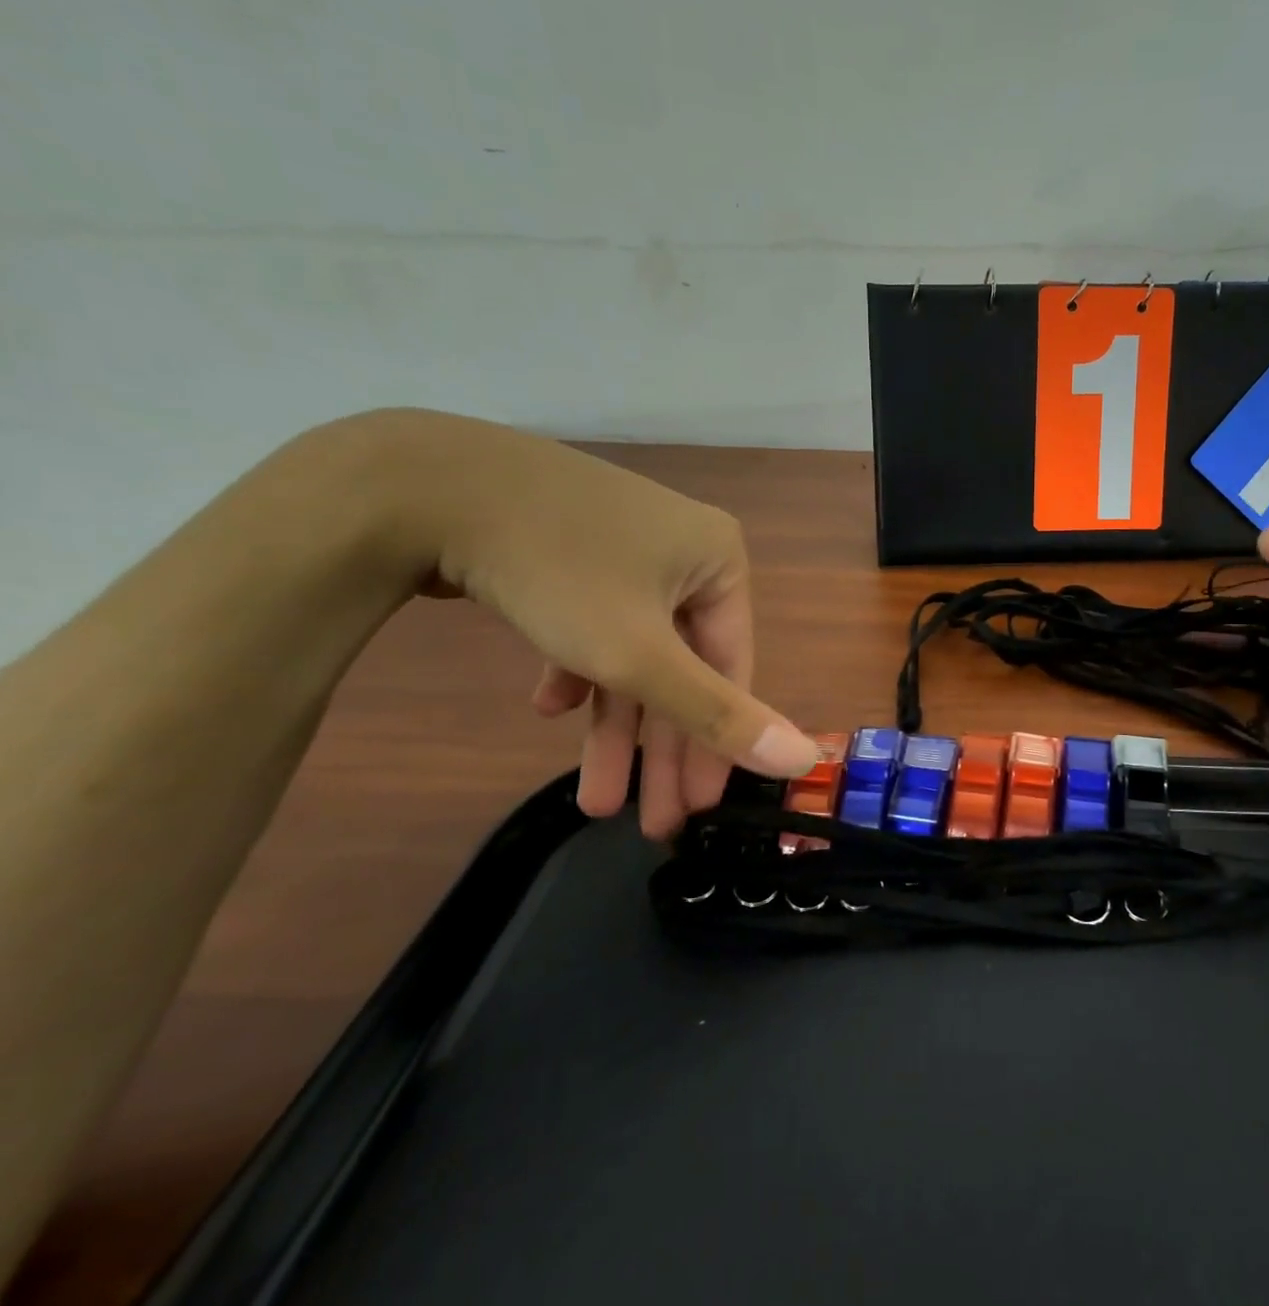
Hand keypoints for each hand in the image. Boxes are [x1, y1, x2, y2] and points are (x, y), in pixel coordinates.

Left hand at [372, 411, 816, 836]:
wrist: (422, 482)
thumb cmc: (557, 570)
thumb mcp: (640, 656)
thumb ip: (720, 713)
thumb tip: (809, 758)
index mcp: (720, 562)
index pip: (732, 667)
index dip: (716, 743)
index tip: (696, 809)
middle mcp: (684, 552)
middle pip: (682, 665)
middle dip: (659, 749)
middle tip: (650, 823)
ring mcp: (626, 548)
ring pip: (634, 650)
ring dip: (613, 723)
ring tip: (594, 799)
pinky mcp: (574, 550)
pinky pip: (595, 621)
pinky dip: (580, 668)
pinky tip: (550, 706)